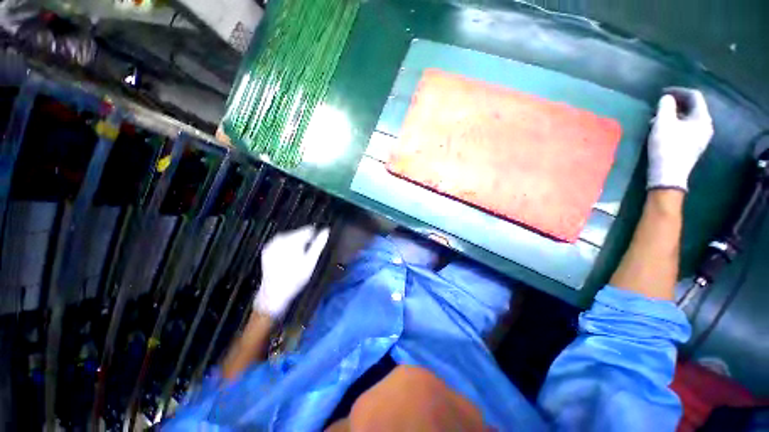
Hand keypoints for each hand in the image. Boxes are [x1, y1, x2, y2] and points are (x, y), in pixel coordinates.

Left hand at [253, 225, 329, 317]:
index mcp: (292, 240)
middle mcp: (281, 239)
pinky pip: (281, 243)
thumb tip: (326, 231)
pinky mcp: (267, 249)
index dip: (315, 237)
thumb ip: (319, 244)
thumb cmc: (295, 278)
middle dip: (304, 241)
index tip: (315, 246)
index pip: (308, 230)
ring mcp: (272, 244)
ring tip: (298, 258)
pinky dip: (287, 248)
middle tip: (306, 256)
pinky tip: (289, 258)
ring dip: (296, 244)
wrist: (274, 293)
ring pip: (290, 237)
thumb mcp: (311, 261)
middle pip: (298, 233)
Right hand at [647, 87, 713, 190]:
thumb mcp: (662, 123)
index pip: (694, 96)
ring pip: (688, 118)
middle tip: (660, 104)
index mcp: (702, 118)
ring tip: (658, 117)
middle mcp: (705, 126)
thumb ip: (665, 106)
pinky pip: (686, 128)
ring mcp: (700, 137)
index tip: (663, 92)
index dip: (679, 91)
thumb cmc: (666, 147)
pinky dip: (675, 124)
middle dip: (676, 103)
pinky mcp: (692, 146)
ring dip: (674, 114)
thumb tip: (666, 98)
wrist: (668, 175)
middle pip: (693, 107)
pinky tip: (663, 129)